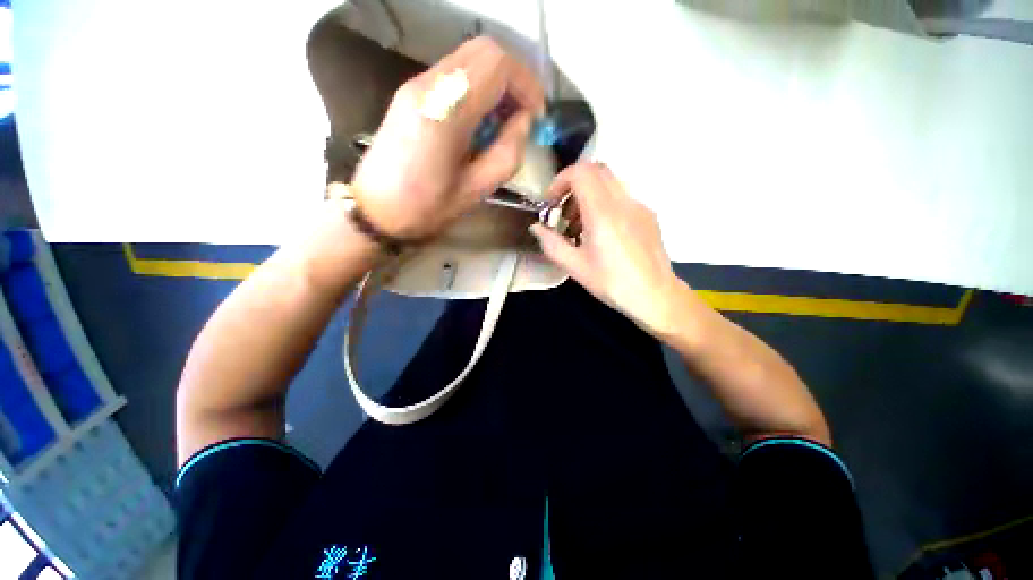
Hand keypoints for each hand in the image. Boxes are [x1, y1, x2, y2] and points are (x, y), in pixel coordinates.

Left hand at [350, 36, 544, 239]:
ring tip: (502, 124)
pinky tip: (480, 123)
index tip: (536, 117)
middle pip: (484, 51)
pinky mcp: (411, 93)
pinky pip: (454, 74)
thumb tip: (524, 122)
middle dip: (513, 80)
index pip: (497, 66)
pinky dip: (477, 89)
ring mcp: (416, 85)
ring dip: (495, 85)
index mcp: (445, 112)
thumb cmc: (427, 208)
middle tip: (522, 117)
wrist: (377, 210)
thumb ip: (507, 152)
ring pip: (469, 59)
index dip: (526, 85)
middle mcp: (428, 86)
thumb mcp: (476, 190)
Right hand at [530, 163, 684, 334]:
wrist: (655, 296)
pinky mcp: (648, 215)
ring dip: (589, 194)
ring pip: (610, 182)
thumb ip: (551, 244)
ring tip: (578, 226)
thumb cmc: (612, 283)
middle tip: (563, 210)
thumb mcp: (575, 267)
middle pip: (597, 170)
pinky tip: (601, 232)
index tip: (551, 202)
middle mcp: (623, 202)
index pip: (581, 172)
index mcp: (603, 213)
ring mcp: (639, 206)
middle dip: (573, 184)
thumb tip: (536, 228)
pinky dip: (604, 203)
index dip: (560, 180)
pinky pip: (622, 197)